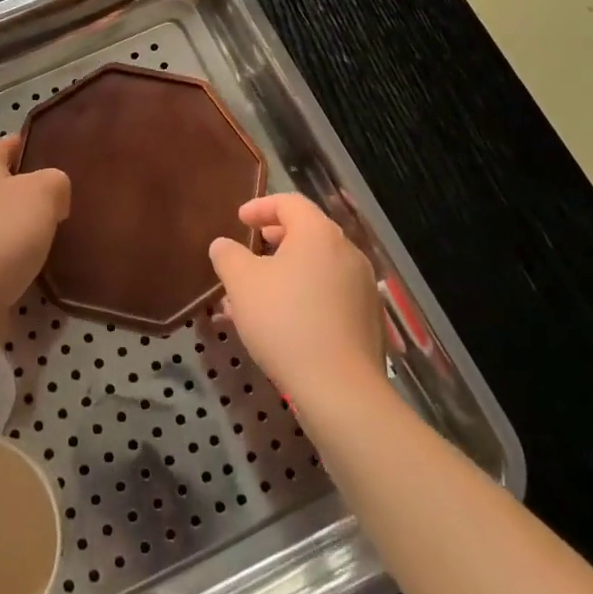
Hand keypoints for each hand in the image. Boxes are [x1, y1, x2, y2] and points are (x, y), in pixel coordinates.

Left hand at [0, 137, 69, 320]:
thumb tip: (54, 197)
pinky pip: (0, 248)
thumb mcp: (44, 192)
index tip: (63, 156)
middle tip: (67, 199)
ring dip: (27, 224)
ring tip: (59, 232)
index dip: (34, 145)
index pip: (9, 143)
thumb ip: (57, 181)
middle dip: (34, 189)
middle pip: (7, 181)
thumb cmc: (4, 233)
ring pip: (4, 217)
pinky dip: (18, 253)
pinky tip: (40, 263)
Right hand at [208, 193, 385, 403]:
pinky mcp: (369, 321)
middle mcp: (347, 253)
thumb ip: (228, 256)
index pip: (290, 203)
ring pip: (319, 267)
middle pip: (309, 233)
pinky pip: (331, 294)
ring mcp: (363, 288)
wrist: (340, 390)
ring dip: (288, 271)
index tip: (240, 220)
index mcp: (319, 234)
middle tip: (253, 249)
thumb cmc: (285, 321)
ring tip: (261, 292)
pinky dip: (306, 295)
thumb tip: (223, 245)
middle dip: (276, 239)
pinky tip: (284, 322)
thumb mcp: (241, 283)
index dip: (261, 206)